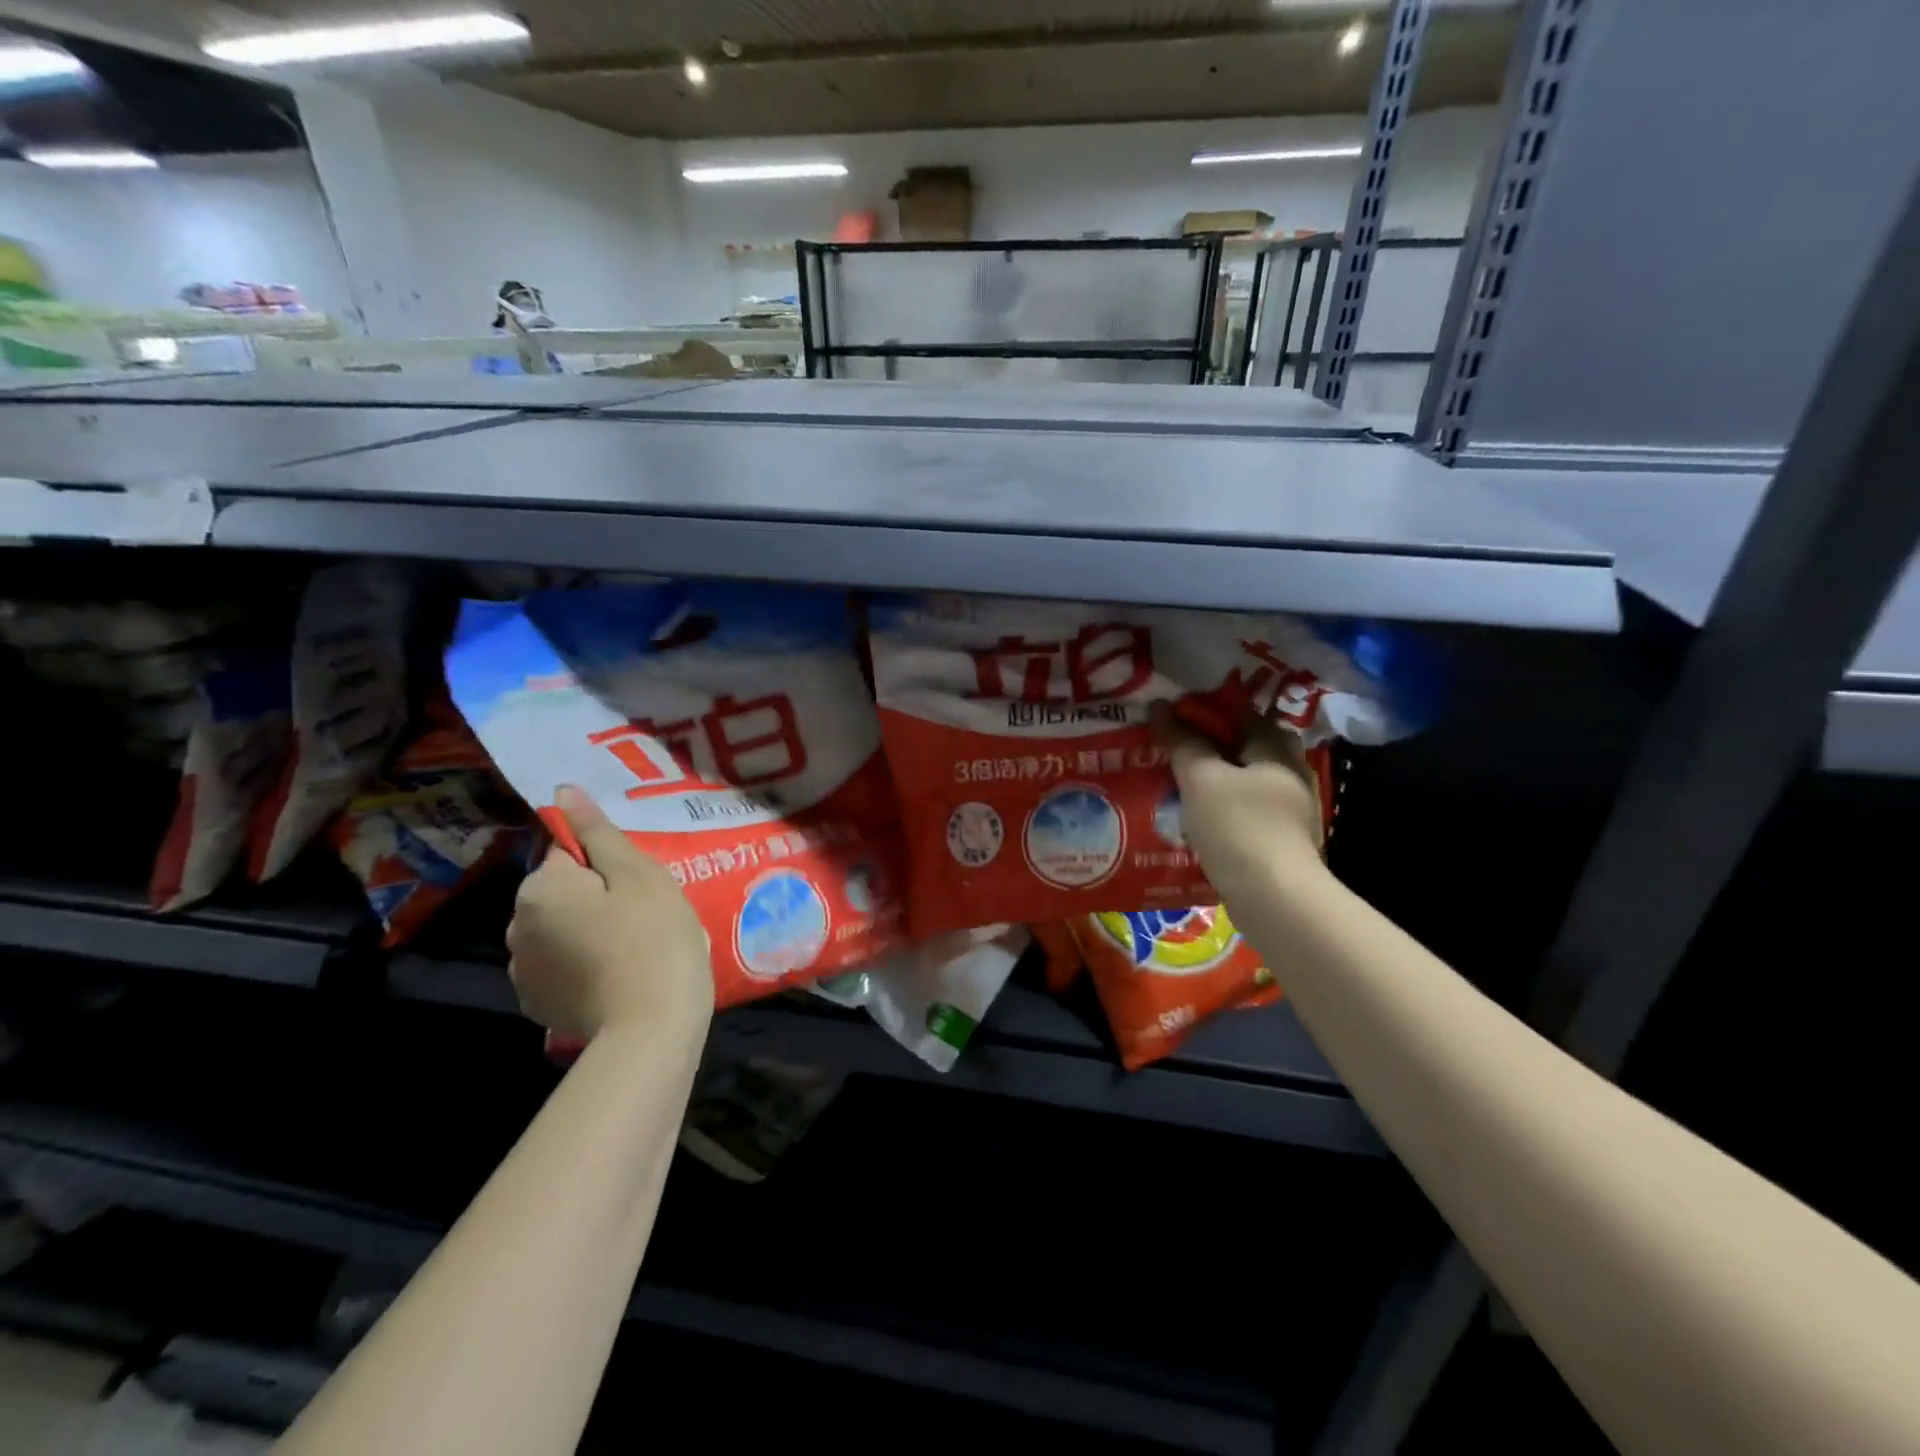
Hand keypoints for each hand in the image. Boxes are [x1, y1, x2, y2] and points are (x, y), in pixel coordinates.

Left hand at [506, 786, 711, 1042]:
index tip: (640, 885)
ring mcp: (523, 971)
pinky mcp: (538, 1005)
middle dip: (595, 896)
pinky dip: (582, 965)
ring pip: (559, 930)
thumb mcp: (637, 874)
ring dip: (587, 931)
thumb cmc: (653, 936)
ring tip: (632, 947)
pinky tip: (615, 976)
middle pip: (561, 893)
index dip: (609, 864)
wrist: (651, 1026)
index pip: (569, 853)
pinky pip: (559, 966)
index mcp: (540, 888)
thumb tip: (563, 792)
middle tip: (643, 913)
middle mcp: (516, 927)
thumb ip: (597, 832)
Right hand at [1153, 701, 1325, 898]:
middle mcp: (1292, 772)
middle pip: (1249, 745)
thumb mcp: (1201, 779)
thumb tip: (1160, 706)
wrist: (1274, 898)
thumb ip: (1182, 742)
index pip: (1241, 712)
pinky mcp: (1283, 839)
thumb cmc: (1238, 827)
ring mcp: (1292, 808)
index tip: (1172, 715)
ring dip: (1218, 778)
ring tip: (1181, 783)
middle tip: (1177, 748)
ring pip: (1249, 779)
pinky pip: (1249, 809)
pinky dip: (1226, 806)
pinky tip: (1201, 817)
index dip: (1206, 709)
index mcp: (1277, 749)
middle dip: (1214, 744)